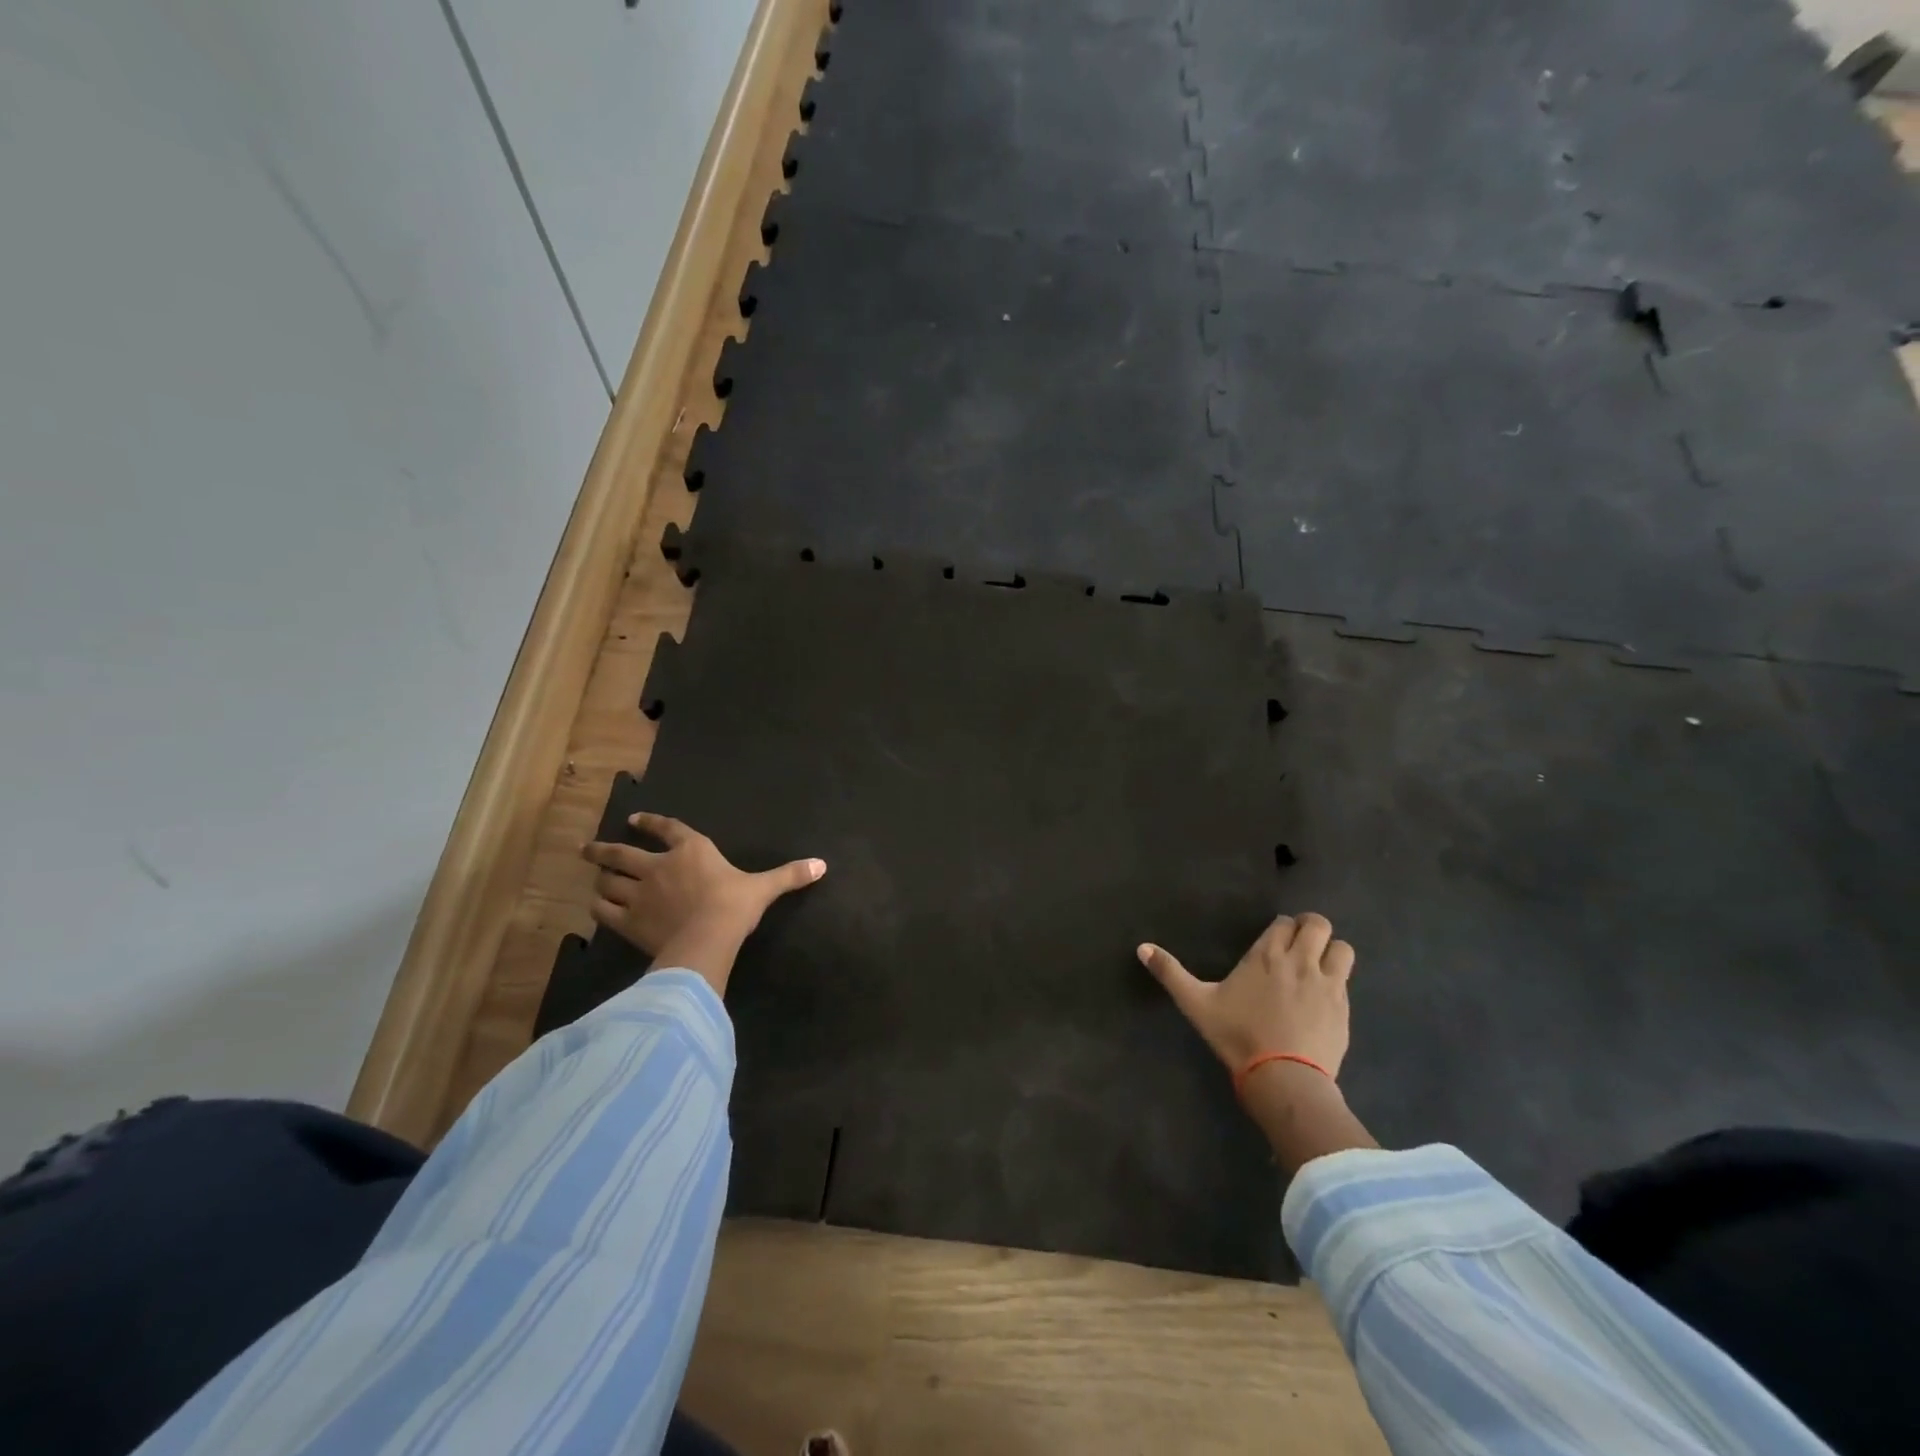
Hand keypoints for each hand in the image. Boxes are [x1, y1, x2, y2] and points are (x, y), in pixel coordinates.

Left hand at [582, 813, 824, 996]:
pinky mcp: (627, 921)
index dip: (650, 823)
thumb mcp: (764, 888)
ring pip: (608, 881)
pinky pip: (604, 911)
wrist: (708, 937)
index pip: (667, 829)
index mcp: (692, 850)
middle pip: (621, 853)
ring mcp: (639, 893)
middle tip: (587, 848)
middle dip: (602, 849)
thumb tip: (822, 865)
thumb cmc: (735, 906)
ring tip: (595, 879)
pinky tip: (598, 909)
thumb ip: (789, 875)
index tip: (633, 820)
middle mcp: (659, 866)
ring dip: (601, 879)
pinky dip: (599, 908)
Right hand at [1140, 914, 1373, 1173]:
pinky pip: (1347, 981)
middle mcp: (1300, 961)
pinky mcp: (1344, 1009)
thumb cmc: (1236, 1036)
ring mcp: (1327, 984)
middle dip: (1311, 929)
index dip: (1281, 928)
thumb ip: (1170, 973)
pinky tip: (1323, 999)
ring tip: (1319, 966)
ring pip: (1342, 948)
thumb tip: (1142, 948)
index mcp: (1266, 955)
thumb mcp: (1196, 1003)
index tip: (1273, 942)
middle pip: (1318, 925)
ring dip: (1331, 951)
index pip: (1284, 922)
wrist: (1283, 1078)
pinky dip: (1338, 981)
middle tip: (1300, 945)